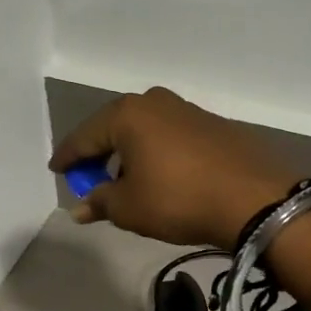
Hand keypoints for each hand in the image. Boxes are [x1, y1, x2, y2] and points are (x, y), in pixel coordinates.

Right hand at [48, 87, 295, 247]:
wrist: (255, 199)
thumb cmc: (178, 199)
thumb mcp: (130, 207)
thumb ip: (100, 202)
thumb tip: (80, 208)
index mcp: (128, 114)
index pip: (84, 136)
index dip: (68, 157)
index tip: (56, 170)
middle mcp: (156, 102)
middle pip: (115, 128)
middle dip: (101, 154)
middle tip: (90, 178)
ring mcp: (188, 110)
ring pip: (145, 132)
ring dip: (131, 154)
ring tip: (129, 183)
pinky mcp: (214, 125)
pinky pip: (171, 137)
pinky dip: (158, 154)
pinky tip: (163, 177)